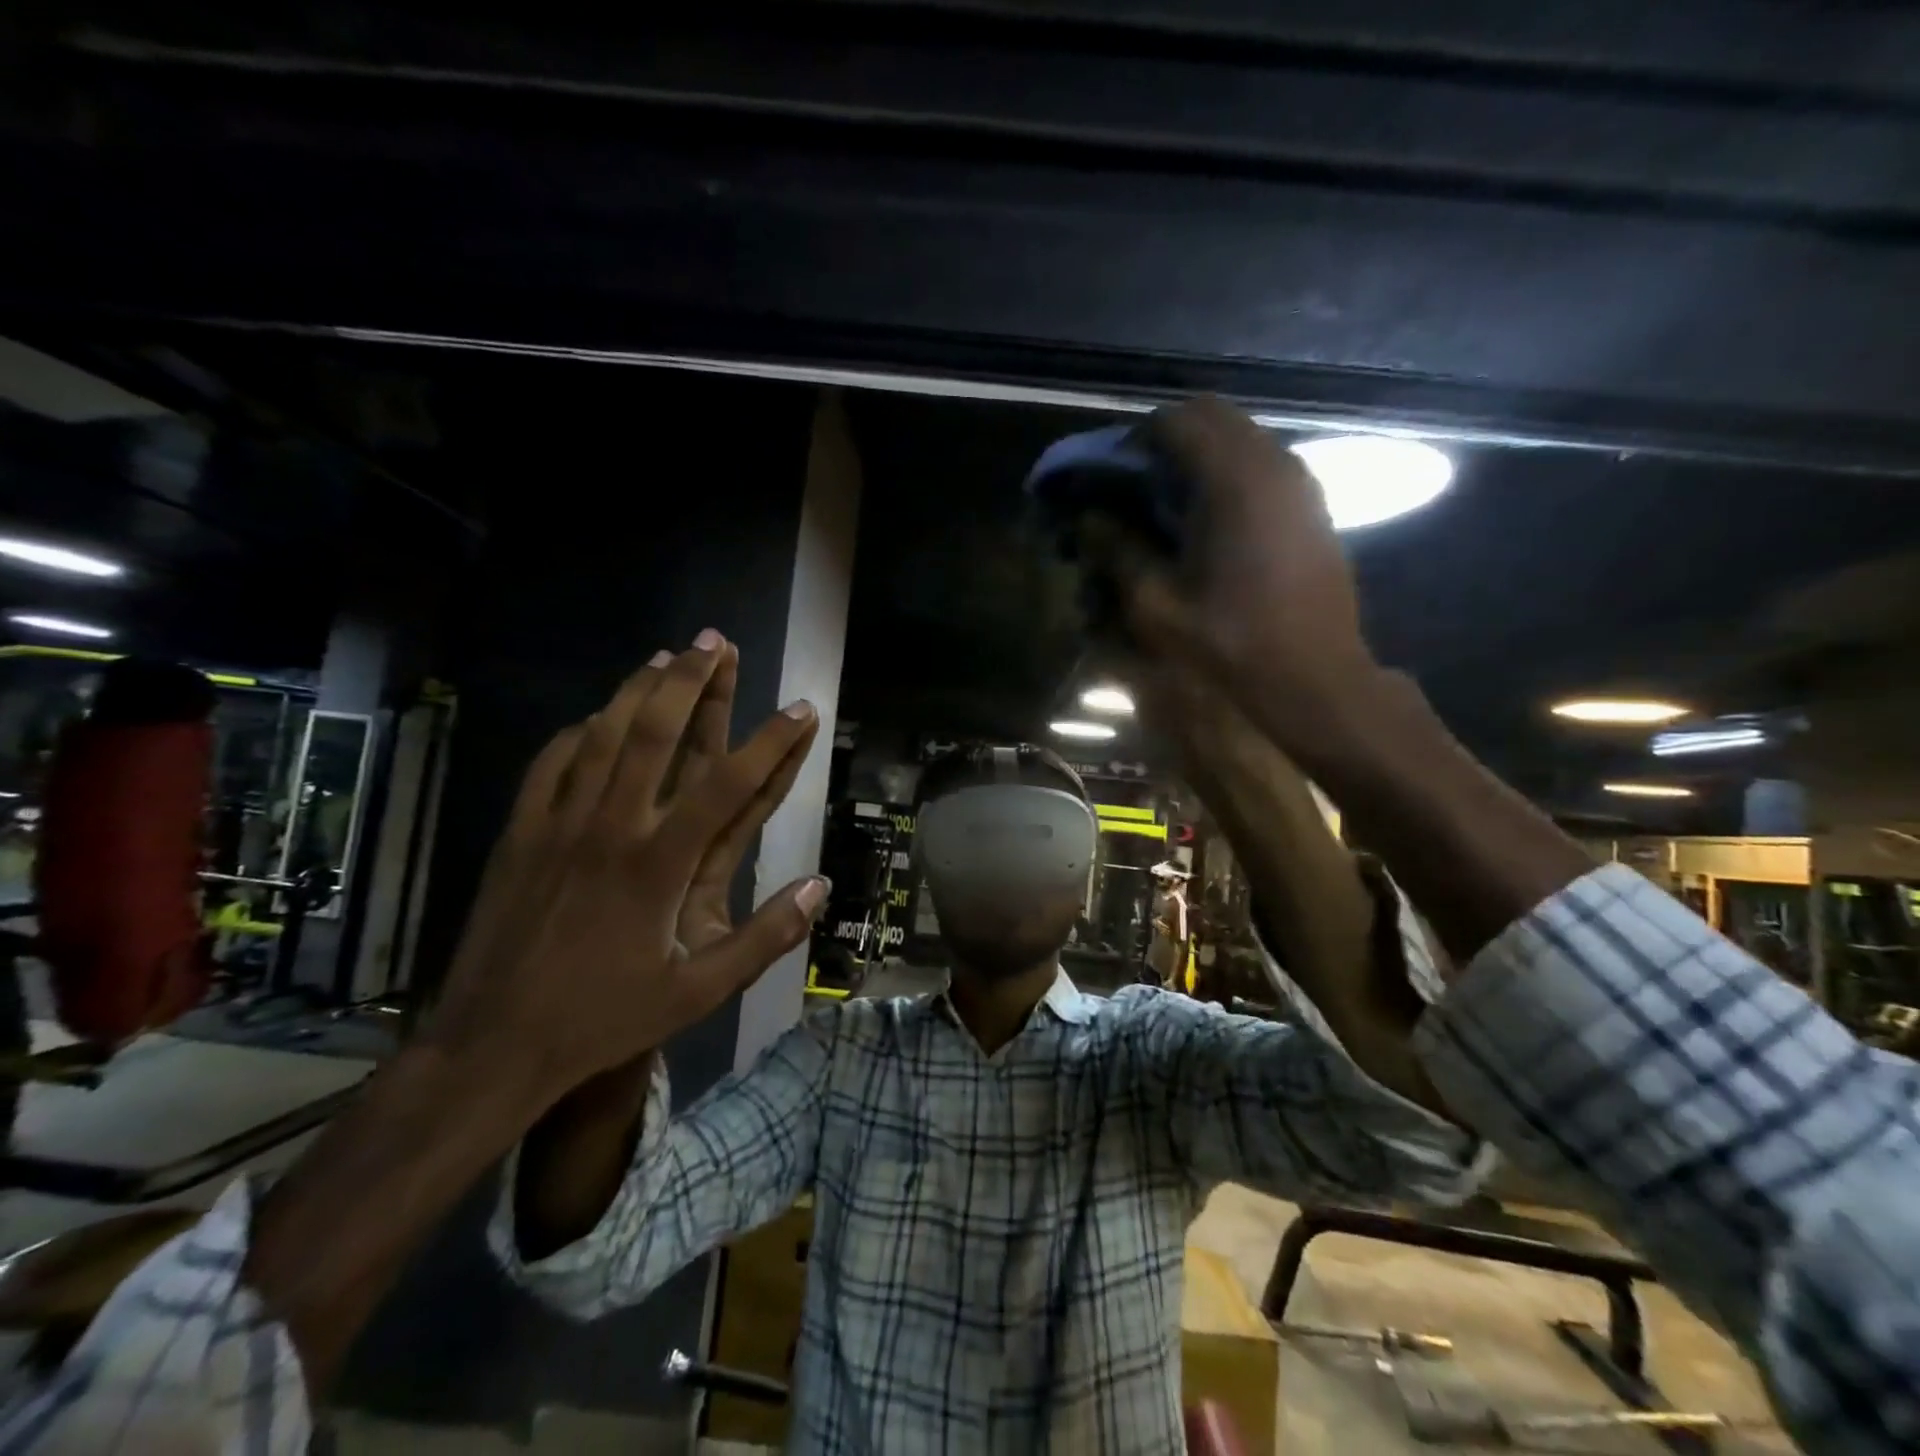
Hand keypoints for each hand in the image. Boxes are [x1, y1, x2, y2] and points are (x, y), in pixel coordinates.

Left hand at [426, 635, 824, 1092]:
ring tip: (666, 657)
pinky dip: (579, 732)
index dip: (772, 742)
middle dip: (691, 681)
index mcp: (659, 864)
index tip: (801, 708)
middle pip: (655, 734)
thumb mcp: (699, 993)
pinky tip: (595, 717)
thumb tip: (819, 887)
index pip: (729, 785)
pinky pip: (552, 764)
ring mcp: (558, 825)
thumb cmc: (604, 1018)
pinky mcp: (520, 833)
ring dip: (637, 690)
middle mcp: (611, 828)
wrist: (493, 1046)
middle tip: (716, 642)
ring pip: (601, 736)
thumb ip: (764, 937)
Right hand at [1092, 397, 1381, 755]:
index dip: (1134, 441)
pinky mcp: (1312, 504)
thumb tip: (1091, 518)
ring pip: (1240, 436)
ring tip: (1169, 505)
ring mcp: (1300, 481)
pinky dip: (1227, 474)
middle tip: (1136, 486)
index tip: (1111, 477)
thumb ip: (1118, 550)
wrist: (1313, 677)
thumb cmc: (1230, 642)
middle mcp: (1273, 463)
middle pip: (1211, 415)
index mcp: (1232, 480)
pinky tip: (1209, 523)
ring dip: (1199, 456)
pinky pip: (1262, 463)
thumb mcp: (1156, 605)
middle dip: (1166, 440)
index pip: (1175, 421)